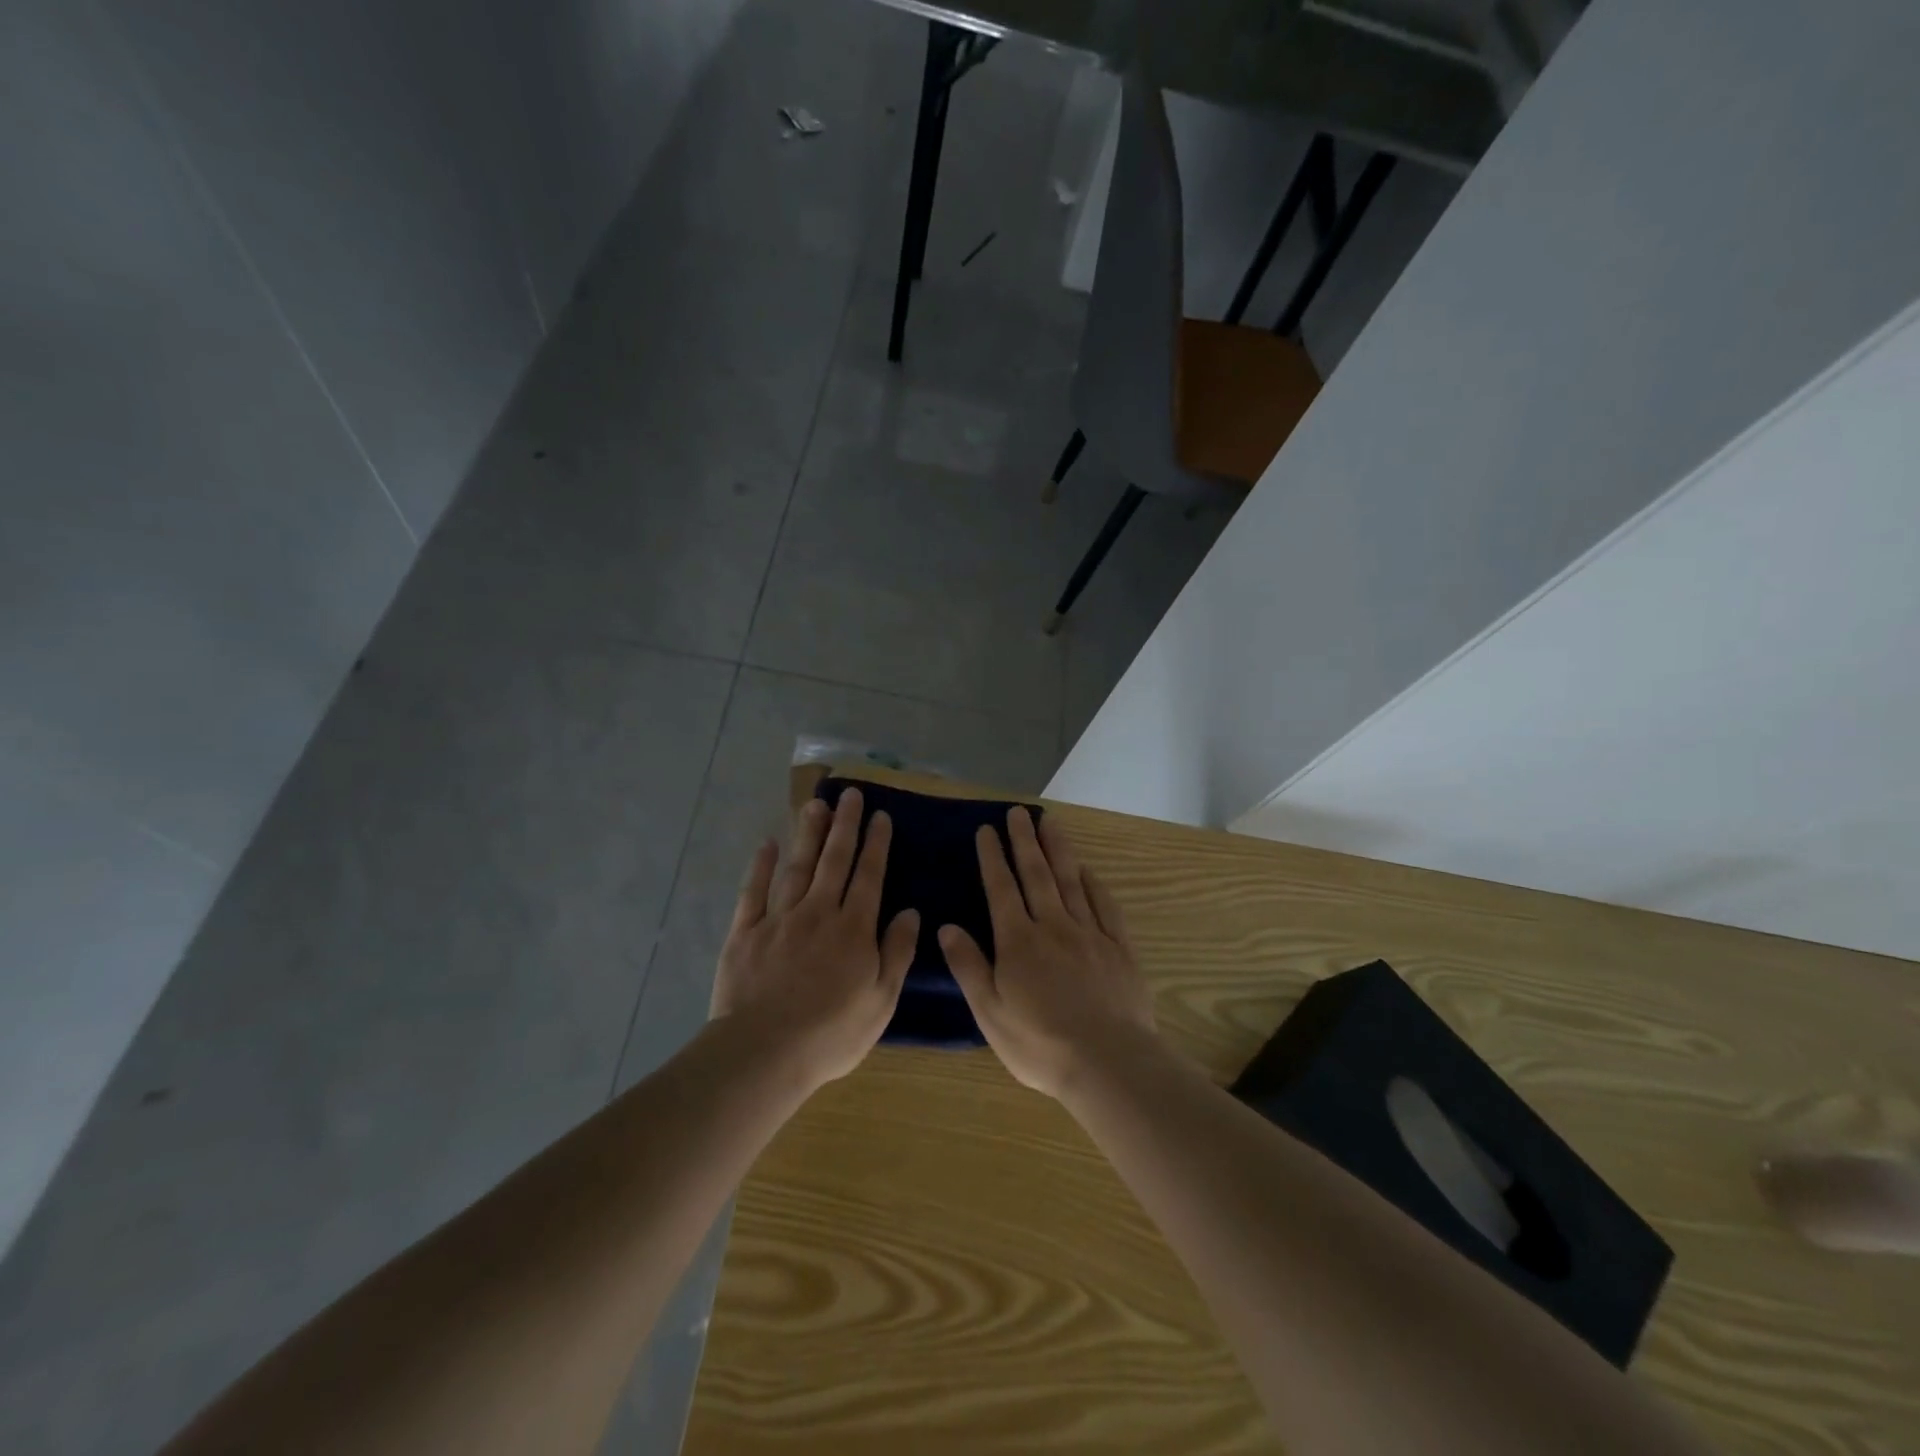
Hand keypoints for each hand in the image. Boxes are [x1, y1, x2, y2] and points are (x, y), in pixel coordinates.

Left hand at [712, 786, 917, 1090]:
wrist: (763, 1052)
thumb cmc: (830, 1033)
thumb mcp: (881, 1000)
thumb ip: (897, 952)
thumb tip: (910, 912)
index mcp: (853, 929)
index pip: (869, 876)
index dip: (876, 844)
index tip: (880, 815)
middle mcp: (818, 913)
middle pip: (834, 861)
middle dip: (845, 825)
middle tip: (850, 794)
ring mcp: (778, 920)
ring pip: (797, 867)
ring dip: (808, 834)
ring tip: (816, 805)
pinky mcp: (745, 933)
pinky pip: (753, 892)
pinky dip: (760, 866)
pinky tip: (767, 844)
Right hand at [937, 806, 1157, 1097]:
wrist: (1108, 1061)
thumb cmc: (1040, 1043)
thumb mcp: (990, 1012)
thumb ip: (969, 966)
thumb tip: (946, 927)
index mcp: (1018, 941)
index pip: (1001, 889)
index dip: (992, 858)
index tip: (986, 830)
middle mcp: (1053, 926)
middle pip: (1036, 874)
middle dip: (1024, 841)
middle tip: (1017, 812)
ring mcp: (1090, 933)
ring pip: (1070, 881)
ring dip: (1058, 849)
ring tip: (1049, 822)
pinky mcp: (1119, 947)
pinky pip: (1104, 906)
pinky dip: (1093, 884)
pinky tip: (1086, 870)